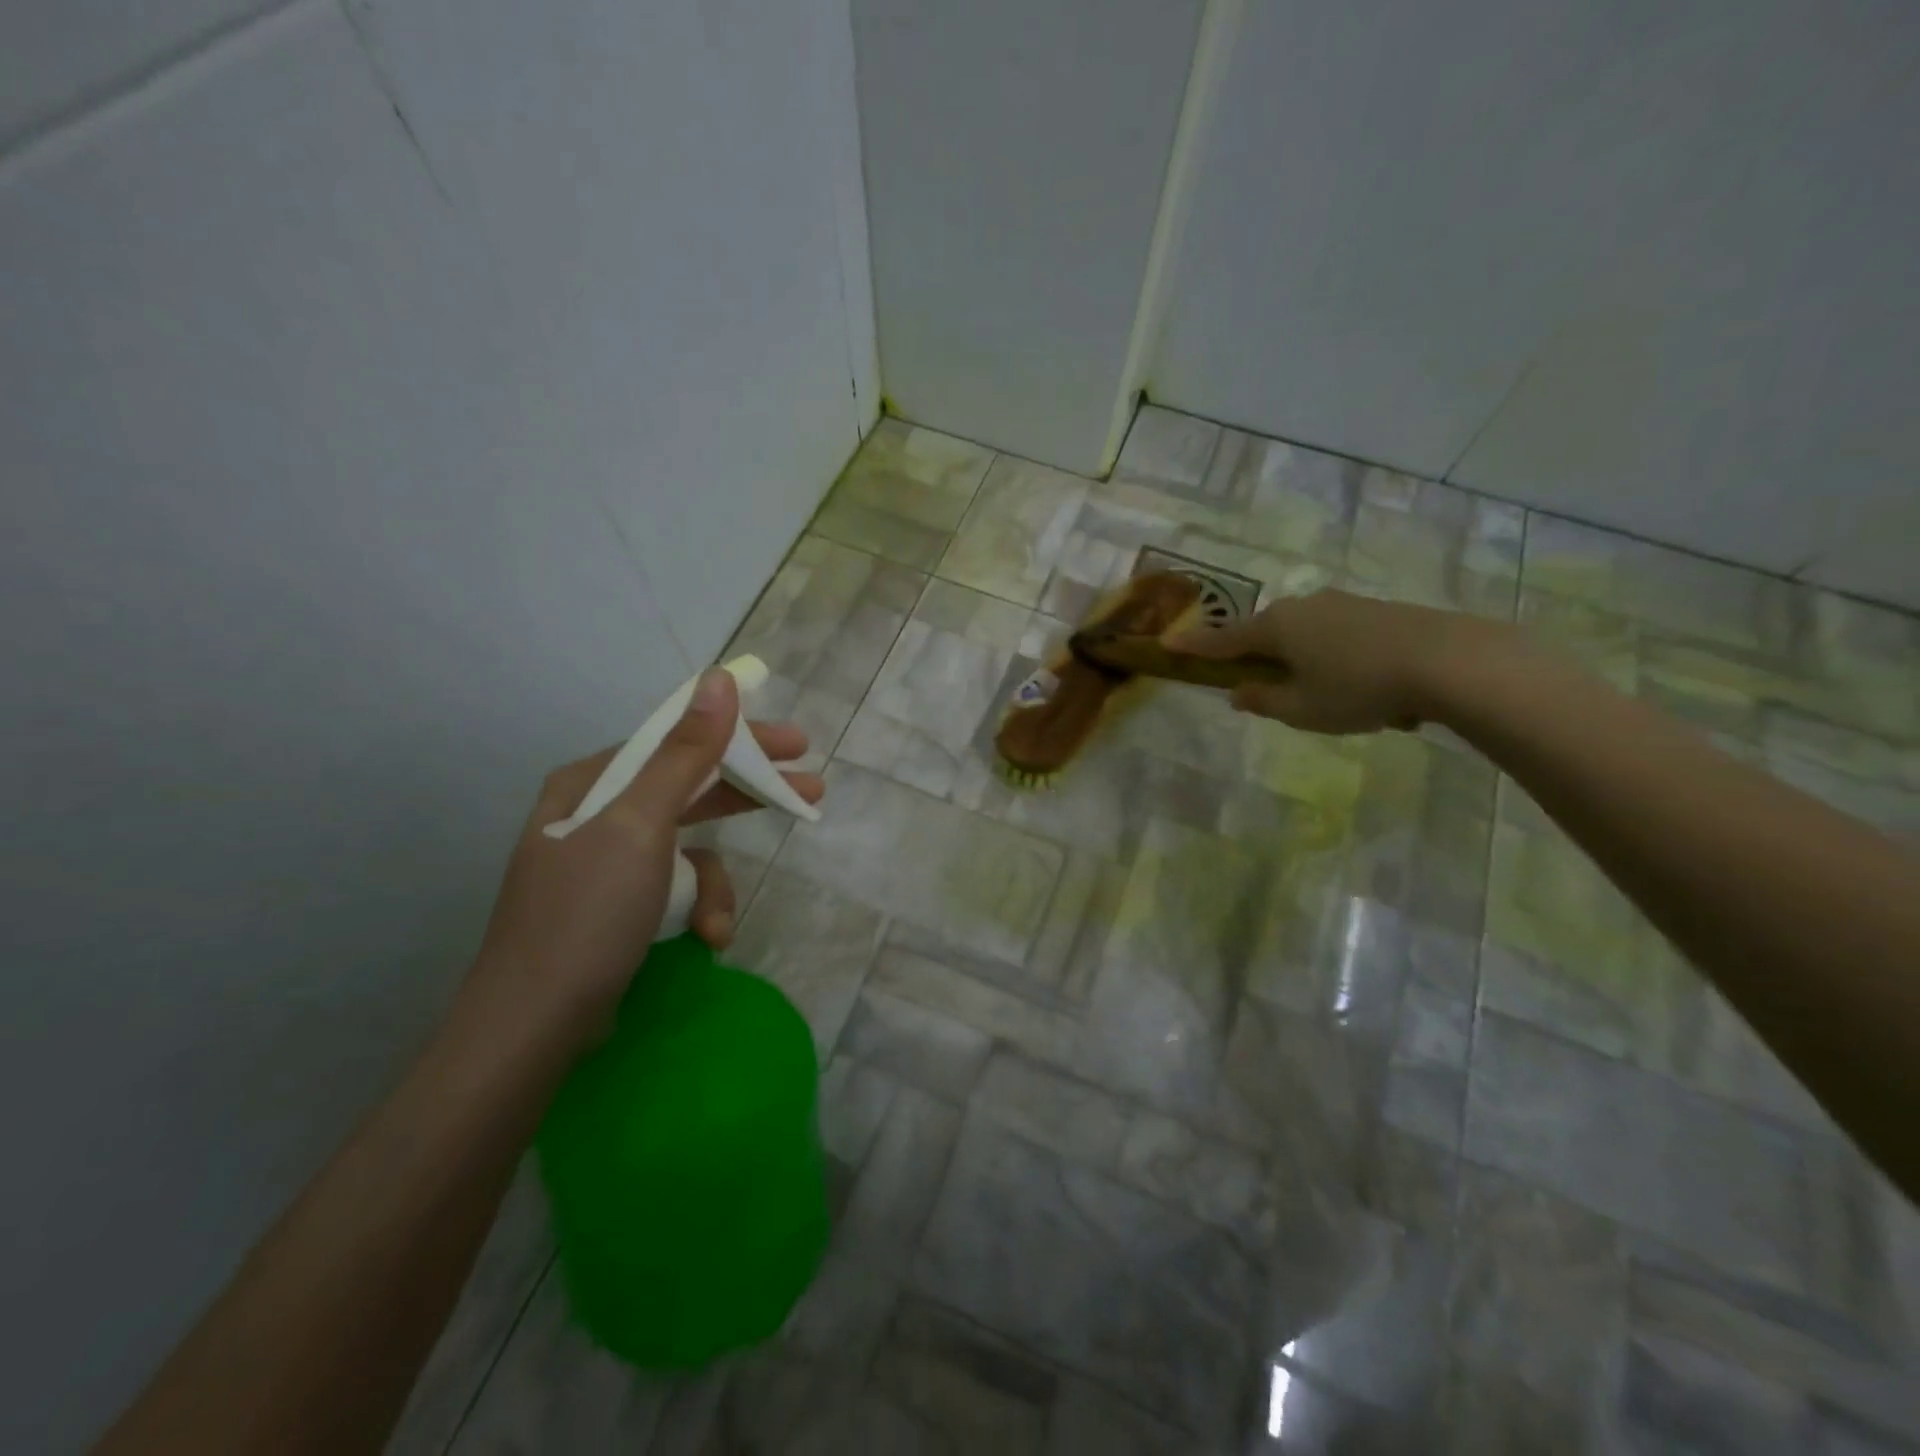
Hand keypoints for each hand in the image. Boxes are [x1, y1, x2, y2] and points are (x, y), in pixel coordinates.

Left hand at [467, 668, 823, 1043]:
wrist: (533, 1027)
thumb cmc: (586, 915)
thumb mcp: (641, 827)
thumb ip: (685, 753)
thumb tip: (719, 680)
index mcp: (593, 783)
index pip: (678, 740)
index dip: (740, 738)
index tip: (795, 745)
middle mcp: (598, 814)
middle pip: (690, 788)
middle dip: (747, 797)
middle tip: (809, 790)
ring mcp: (608, 863)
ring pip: (689, 848)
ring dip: (713, 883)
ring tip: (719, 921)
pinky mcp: (619, 906)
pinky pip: (675, 887)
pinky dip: (694, 909)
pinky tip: (703, 937)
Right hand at [1167, 588, 1480, 733]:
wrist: (1449, 660)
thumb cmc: (1358, 688)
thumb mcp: (1302, 708)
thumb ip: (1263, 700)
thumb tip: (1239, 691)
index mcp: (1276, 627)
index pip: (1224, 640)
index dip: (1195, 646)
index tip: (1167, 644)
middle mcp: (1304, 606)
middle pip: (1267, 633)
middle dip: (1261, 658)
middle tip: (1269, 690)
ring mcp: (1342, 604)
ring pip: (1306, 635)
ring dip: (1306, 663)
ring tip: (1336, 701)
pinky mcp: (1376, 609)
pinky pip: (1339, 638)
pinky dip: (1340, 661)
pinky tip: (1372, 691)